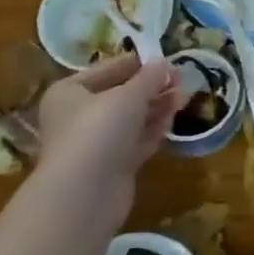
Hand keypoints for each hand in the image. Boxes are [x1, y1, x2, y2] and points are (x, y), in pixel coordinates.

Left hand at [36, 56, 180, 215]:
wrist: (84, 194)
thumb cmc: (99, 130)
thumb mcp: (129, 95)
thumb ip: (149, 77)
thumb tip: (163, 62)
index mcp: (69, 92)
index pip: (108, 69)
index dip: (139, 64)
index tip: (167, 60)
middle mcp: (77, 116)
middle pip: (120, 96)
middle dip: (151, 88)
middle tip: (181, 80)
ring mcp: (94, 143)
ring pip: (130, 120)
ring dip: (156, 108)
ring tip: (183, 97)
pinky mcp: (110, 166)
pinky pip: (135, 142)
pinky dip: (152, 131)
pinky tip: (172, 121)